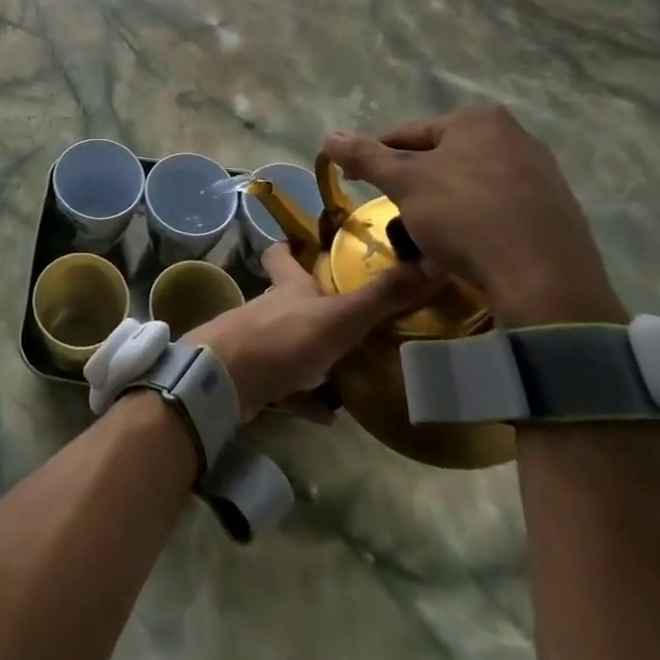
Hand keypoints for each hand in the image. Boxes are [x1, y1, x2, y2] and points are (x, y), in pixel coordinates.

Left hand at [187, 245, 438, 422]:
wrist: (227, 380)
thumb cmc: (283, 337)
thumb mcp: (340, 316)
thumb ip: (382, 296)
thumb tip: (432, 261)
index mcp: (288, 286)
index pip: (283, 254)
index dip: (292, 246)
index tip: (309, 244)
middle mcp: (272, 308)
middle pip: (290, 298)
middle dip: (314, 304)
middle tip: (351, 315)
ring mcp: (260, 342)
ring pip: (290, 342)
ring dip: (315, 355)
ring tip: (351, 369)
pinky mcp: (255, 377)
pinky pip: (286, 386)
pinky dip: (304, 397)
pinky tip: (327, 415)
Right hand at [323, 106, 626, 328]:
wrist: (545, 282)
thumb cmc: (466, 217)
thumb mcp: (404, 183)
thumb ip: (365, 156)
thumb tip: (328, 138)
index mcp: (479, 119)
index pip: (408, 134)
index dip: (376, 158)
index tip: (357, 181)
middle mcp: (516, 135)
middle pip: (441, 156)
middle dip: (414, 181)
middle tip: (394, 210)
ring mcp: (543, 173)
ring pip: (470, 182)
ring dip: (443, 201)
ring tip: (427, 232)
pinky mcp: (559, 210)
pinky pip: (500, 206)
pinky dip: (477, 219)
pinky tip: (467, 244)